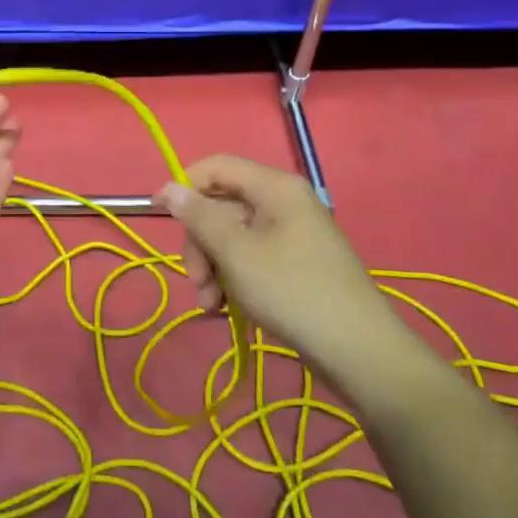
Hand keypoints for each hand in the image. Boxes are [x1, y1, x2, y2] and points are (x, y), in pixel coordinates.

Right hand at [156, 155, 392, 378]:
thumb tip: (168, 187)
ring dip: (213, 267)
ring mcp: (292, 233)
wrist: (358, 351)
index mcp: (275, 188)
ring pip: (233, 236)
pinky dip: (233, 278)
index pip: (217, 167)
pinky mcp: (295, 262)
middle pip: (222, 205)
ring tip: (211, 304)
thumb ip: (199, 217)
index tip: (159, 216)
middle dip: (200, 242)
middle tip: (196, 281)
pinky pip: (251, 257)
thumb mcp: (237, 253)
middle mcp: (284, 202)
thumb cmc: (293, 292)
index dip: (184, 186)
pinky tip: (226, 309)